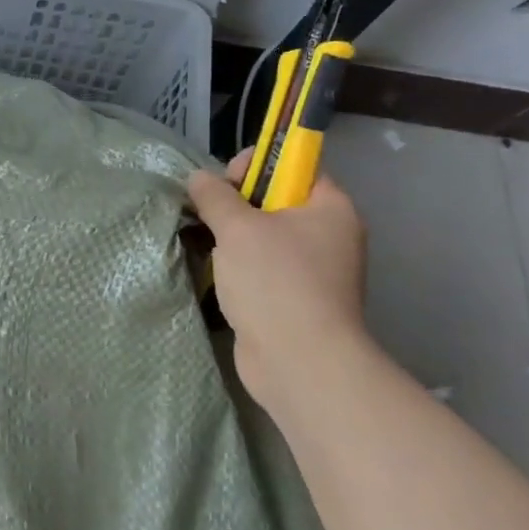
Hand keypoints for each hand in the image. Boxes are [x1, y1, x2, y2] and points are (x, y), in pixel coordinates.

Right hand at [186, 153, 368, 413]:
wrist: (300, 364)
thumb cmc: (275, 282)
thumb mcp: (238, 228)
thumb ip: (215, 196)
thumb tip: (198, 178)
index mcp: (330, 208)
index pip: (295, 166)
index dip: (258, 165)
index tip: (226, 182)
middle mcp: (329, 236)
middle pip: (276, 201)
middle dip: (237, 204)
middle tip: (211, 217)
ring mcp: (314, 272)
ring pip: (266, 238)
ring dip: (233, 238)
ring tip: (207, 245)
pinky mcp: (295, 301)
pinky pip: (263, 269)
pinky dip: (240, 268)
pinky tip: (218, 275)